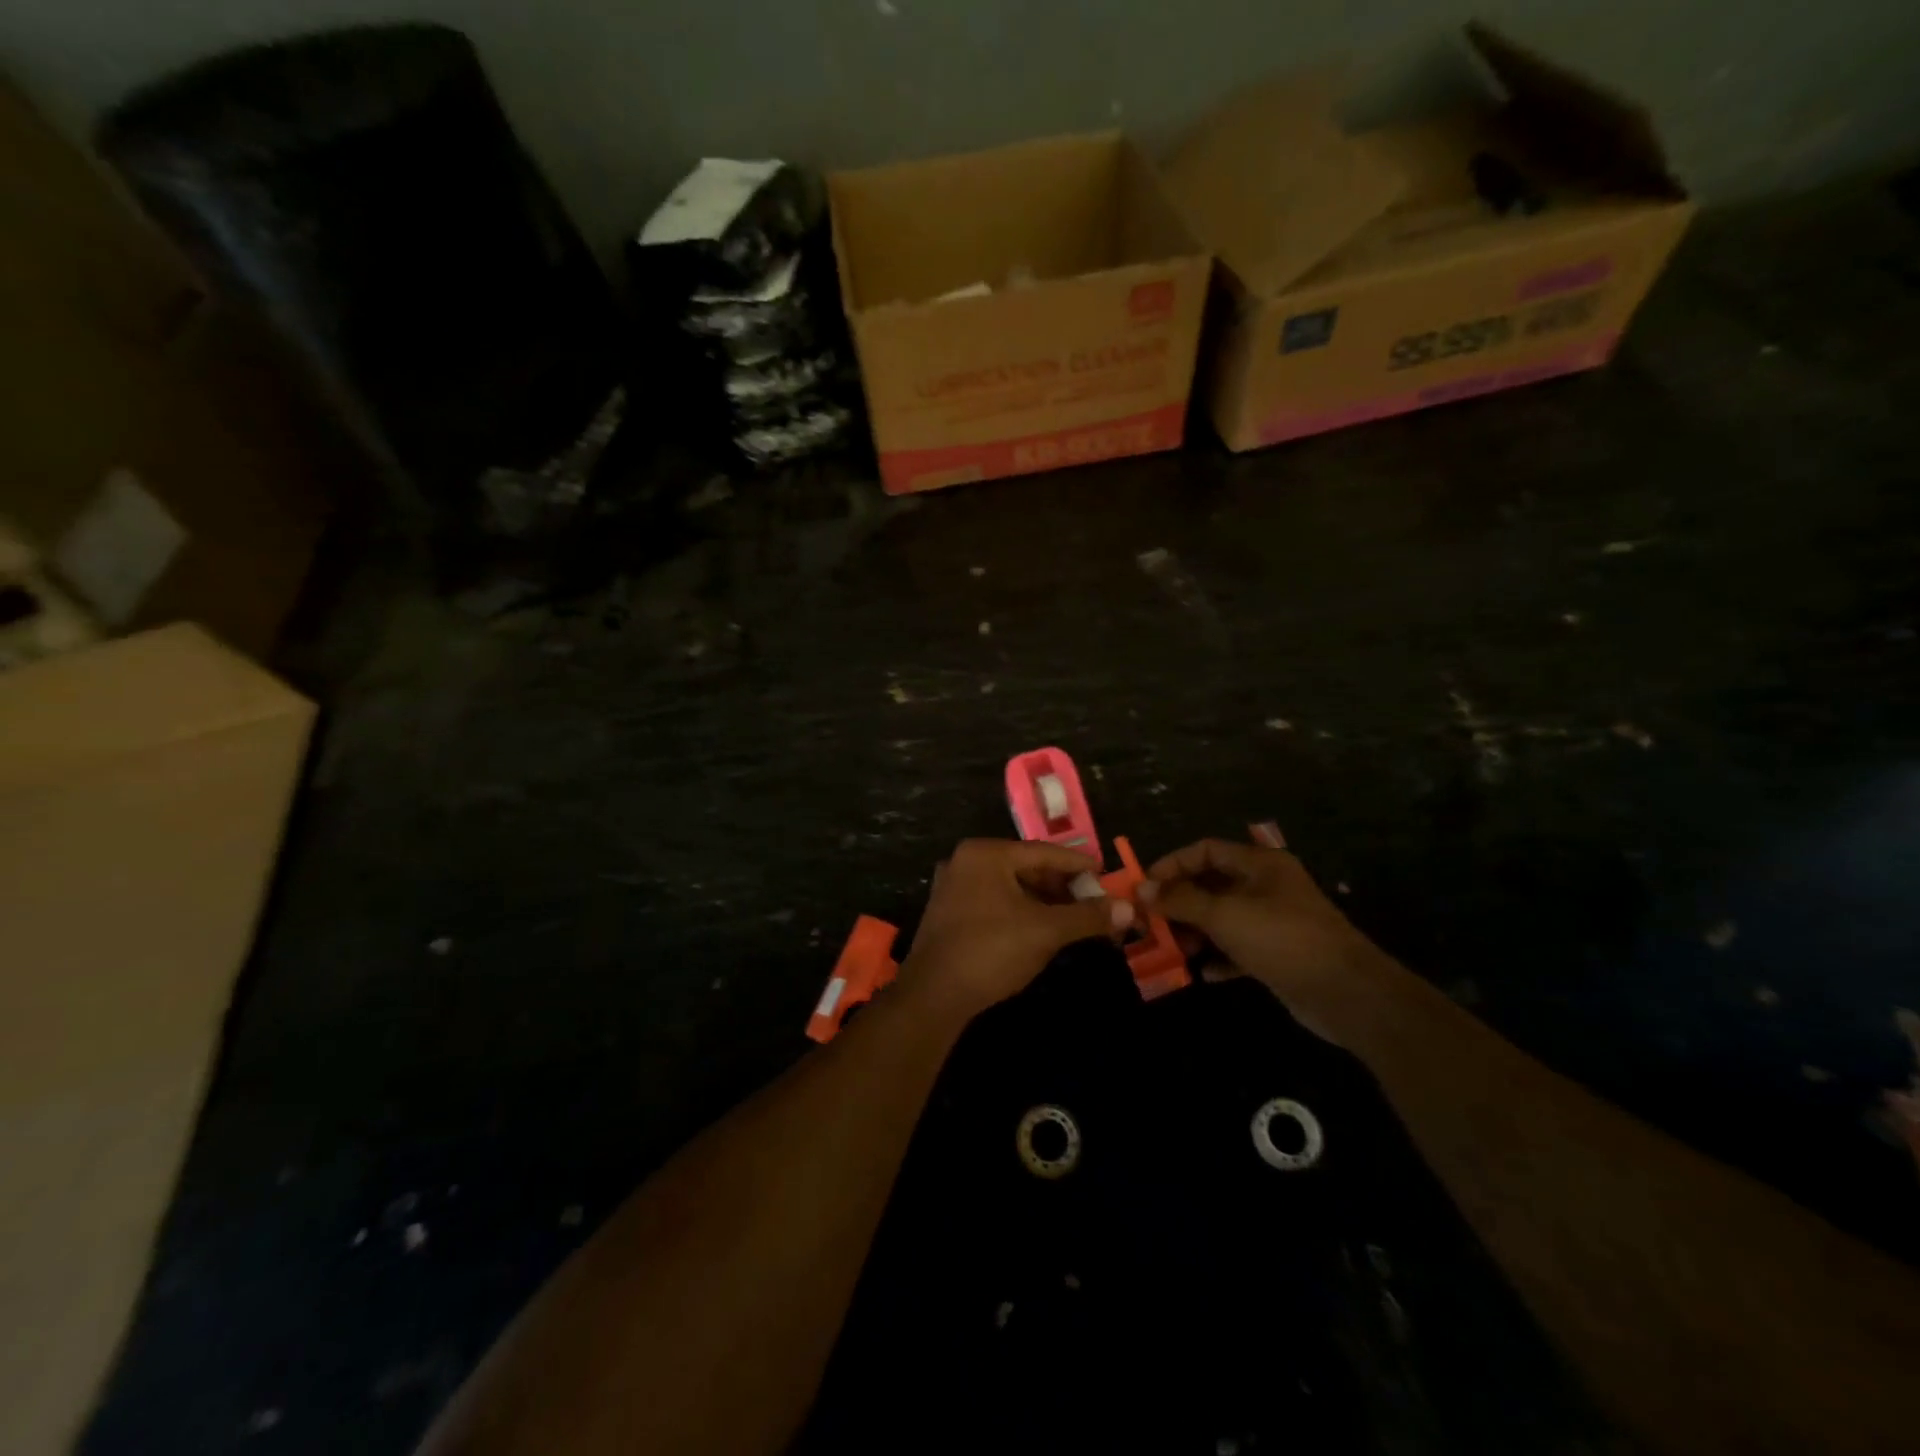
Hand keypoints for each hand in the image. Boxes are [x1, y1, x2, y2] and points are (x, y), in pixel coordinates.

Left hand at [903, 839, 1132, 1019]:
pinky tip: (1040, 929)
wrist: (933, 995)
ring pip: (1010, 886)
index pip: (1044, 852)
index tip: (1106, 875)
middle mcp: (966, 861)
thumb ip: (1087, 916)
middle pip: (1026, 866)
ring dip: (1042, 900)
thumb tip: (1129, 908)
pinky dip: (1020, 910)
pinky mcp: (948, 912)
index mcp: (986, 853)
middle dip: (1062, 885)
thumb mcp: (1046, 931)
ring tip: (1072, 918)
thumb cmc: (992, 951)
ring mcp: (953, 886)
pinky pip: (994, 901)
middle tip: (1093, 902)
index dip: (1079, 864)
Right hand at [1140, 835, 1384, 1042]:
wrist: (1347, 994)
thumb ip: (1181, 900)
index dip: (1172, 865)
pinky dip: (1219, 958)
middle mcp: (1266, 887)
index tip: (1144, 888)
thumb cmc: (1283, 939)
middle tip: (1150, 923)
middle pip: (1211, 885)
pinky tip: (1203, 972)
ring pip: (1222, 918)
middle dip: (1179, 903)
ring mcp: (1273, 921)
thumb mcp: (1225, 915)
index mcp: (1259, 864)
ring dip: (1196, 932)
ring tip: (1173, 950)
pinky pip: (1238, 949)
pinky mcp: (1278, 954)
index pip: (1205, 850)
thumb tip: (1140, 888)